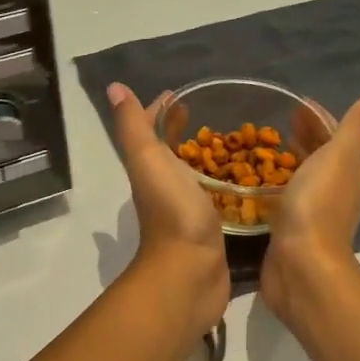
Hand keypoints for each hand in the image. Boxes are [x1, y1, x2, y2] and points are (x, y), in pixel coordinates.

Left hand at [107, 83, 230, 334]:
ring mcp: (187, 208)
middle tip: (214, 114)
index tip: (183, 95)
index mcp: (150, 168)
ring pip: (194, 174)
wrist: (190, 272)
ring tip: (234, 140)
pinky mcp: (210, 227)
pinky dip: (224, 182)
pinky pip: (215, 196)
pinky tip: (245, 179)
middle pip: (172, 151)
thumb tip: (114, 87)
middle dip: (186, 131)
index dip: (161, 111)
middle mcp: (165, 186)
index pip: (151, 131)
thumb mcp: (148, 160)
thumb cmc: (172, 211)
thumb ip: (134, 126)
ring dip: (206, 157)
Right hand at [260, 96, 359, 331]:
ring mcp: (313, 211)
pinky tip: (256, 181)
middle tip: (277, 121)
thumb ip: (353, 129)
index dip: (319, 118)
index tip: (296, 104)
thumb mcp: (339, 157)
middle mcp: (336, 191)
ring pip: (303, 176)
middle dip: (303, 136)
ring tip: (263, 145)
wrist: (302, 265)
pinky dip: (276, 184)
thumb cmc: (319, 205)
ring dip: (289, 160)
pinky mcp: (291, 229)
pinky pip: (285, 198)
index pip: (336, 135)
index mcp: (349, 171)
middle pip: (320, 155)